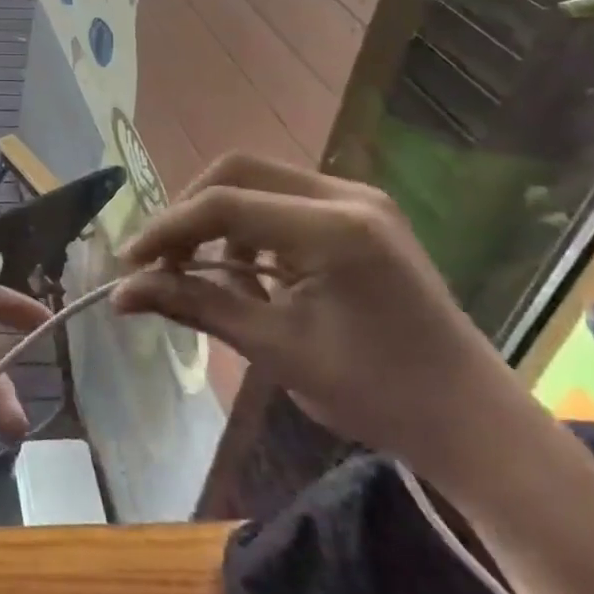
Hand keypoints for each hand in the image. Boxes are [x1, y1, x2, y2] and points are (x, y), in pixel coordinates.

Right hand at [111, 153, 534, 486]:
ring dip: (218, 217)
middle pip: (237, 171)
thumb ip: (195, 306)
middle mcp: (347, 195)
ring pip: (258, 180)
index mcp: (334, 228)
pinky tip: (247, 272)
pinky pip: (284, 199)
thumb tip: (120, 296)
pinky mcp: (362, 213)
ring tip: (200, 271)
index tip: (130, 263)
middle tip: (160, 258)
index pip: (224, 204)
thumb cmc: (377, 395)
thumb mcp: (276, 349)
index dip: (167, 229)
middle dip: (188, 211)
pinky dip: (250, 227)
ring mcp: (359, 199)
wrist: (473, 423)